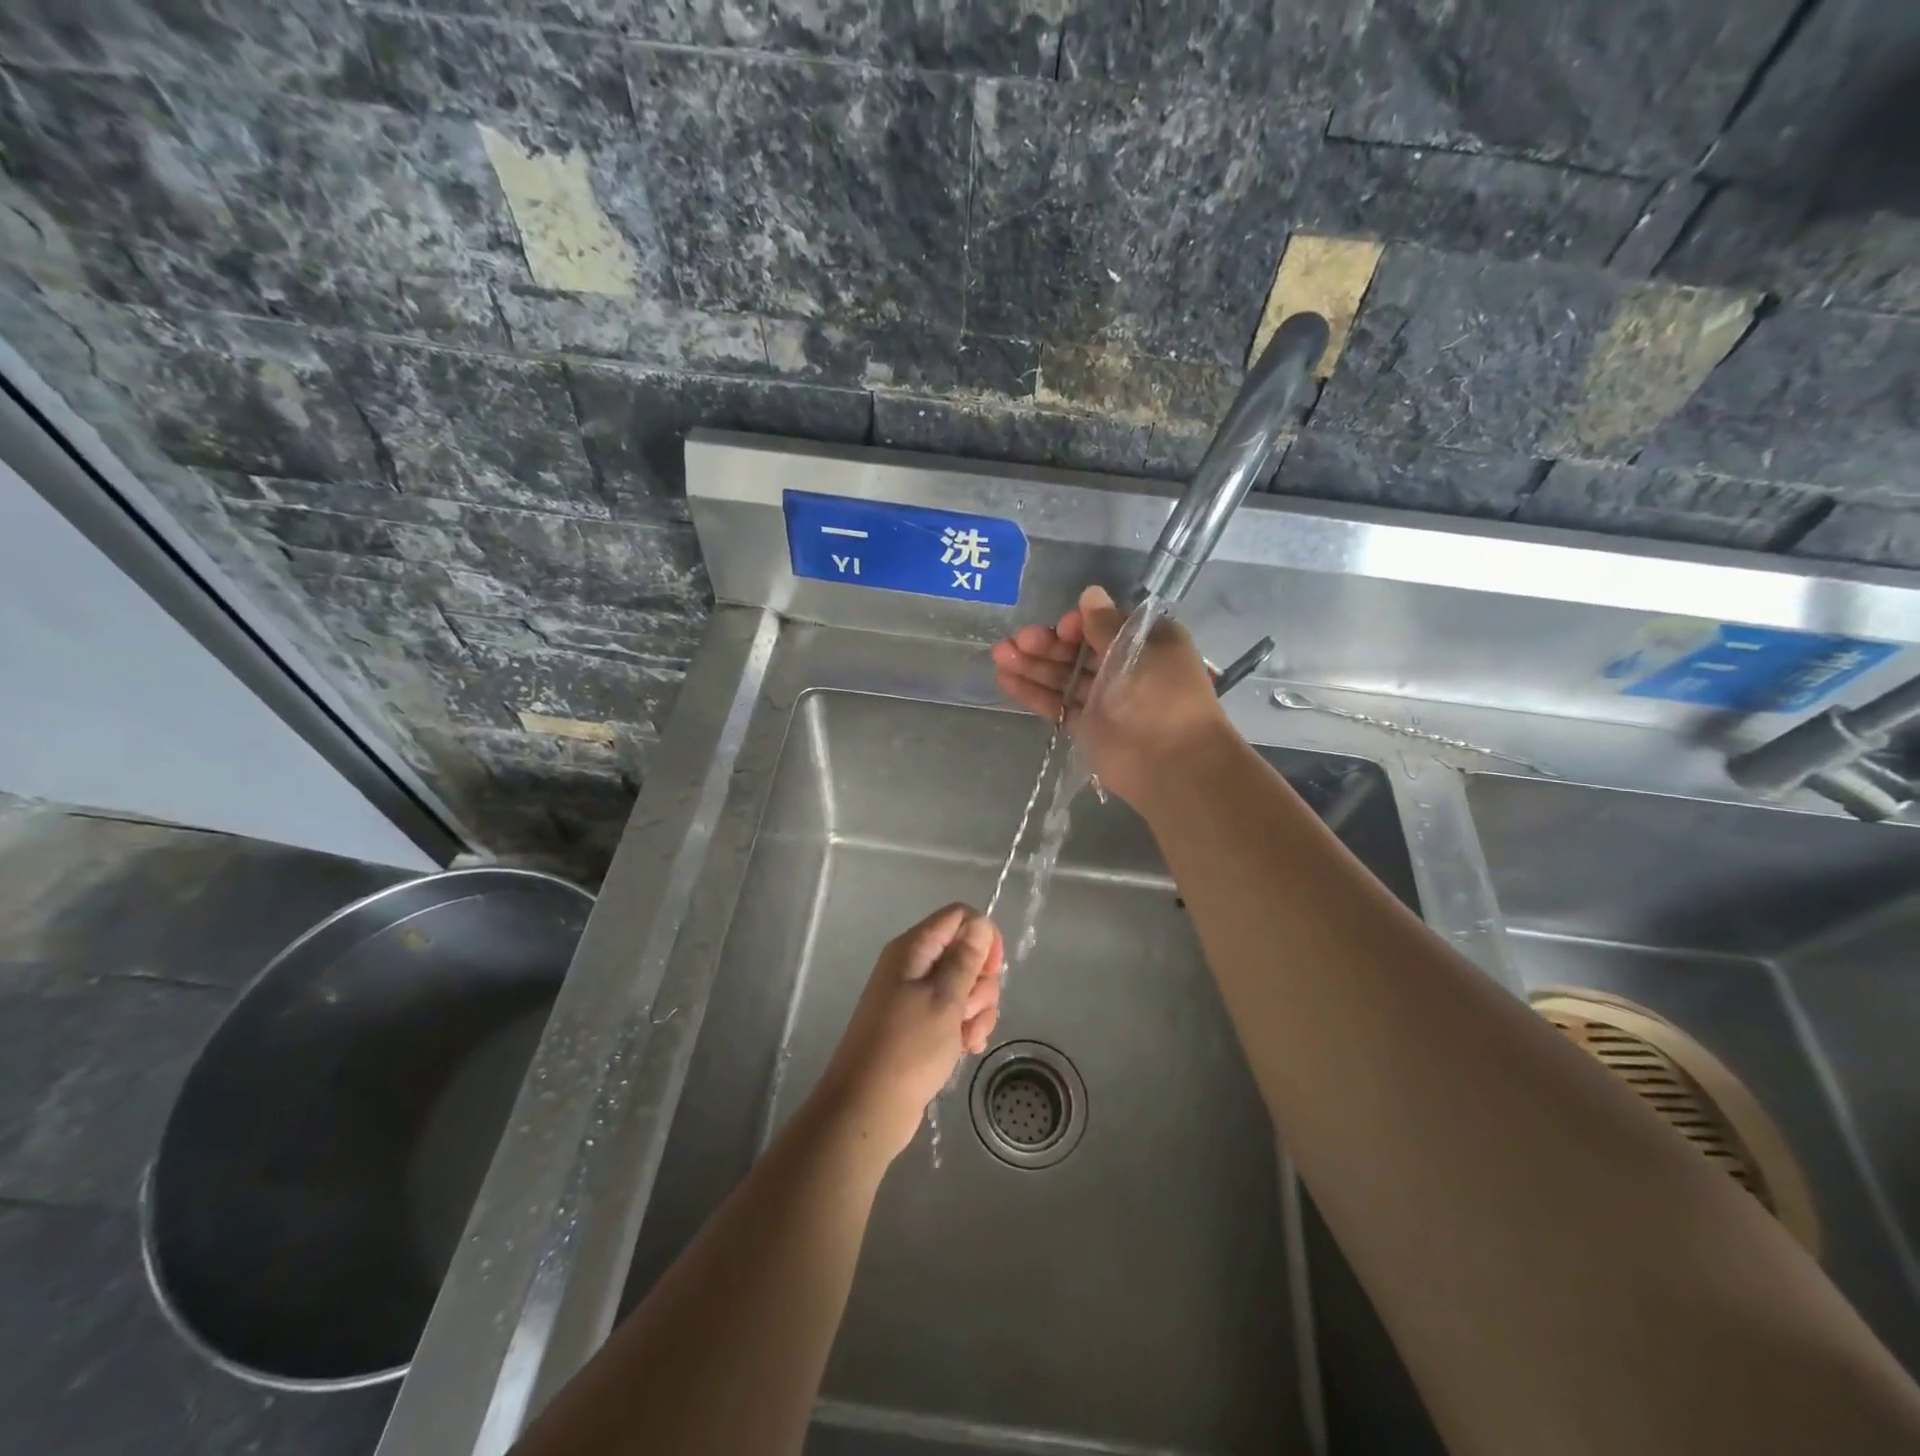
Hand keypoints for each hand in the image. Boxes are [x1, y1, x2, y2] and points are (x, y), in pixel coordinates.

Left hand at [815, 905, 1003, 1160]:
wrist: (867, 1108)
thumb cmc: (908, 1048)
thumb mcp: (945, 1000)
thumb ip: (966, 959)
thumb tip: (980, 923)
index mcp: (913, 949)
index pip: (959, 917)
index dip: (983, 937)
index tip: (994, 970)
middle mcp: (913, 965)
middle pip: (965, 953)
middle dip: (981, 983)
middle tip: (970, 1011)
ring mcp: (916, 996)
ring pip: (965, 986)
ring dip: (977, 1011)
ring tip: (968, 1038)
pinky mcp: (920, 1024)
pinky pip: (954, 1013)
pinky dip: (966, 1028)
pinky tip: (967, 1049)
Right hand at [991, 584, 1231, 806]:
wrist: (1171, 762)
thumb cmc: (1159, 695)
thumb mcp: (1135, 650)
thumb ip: (1105, 624)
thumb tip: (1090, 593)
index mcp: (1146, 643)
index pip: (1103, 624)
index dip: (1078, 624)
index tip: (1062, 628)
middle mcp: (1124, 667)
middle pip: (1078, 649)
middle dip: (1046, 643)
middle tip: (1017, 641)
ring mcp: (1104, 699)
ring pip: (1063, 677)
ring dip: (1032, 665)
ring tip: (999, 656)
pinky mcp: (1087, 727)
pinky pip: (1057, 704)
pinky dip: (1033, 693)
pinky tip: (1006, 680)